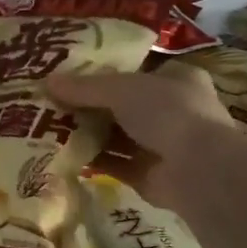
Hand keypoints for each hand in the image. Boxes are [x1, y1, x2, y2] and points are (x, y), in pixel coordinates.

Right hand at [48, 62, 242, 208]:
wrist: (199, 170)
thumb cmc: (168, 112)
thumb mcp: (121, 89)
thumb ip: (84, 87)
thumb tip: (47, 81)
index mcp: (178, 79)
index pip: (137, 71)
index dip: (106, 72)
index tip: (73, 75)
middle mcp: (174, 110)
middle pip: (124, 105)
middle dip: (92, 106)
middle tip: (54, 103)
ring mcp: (164, 145)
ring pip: (119, 137)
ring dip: (90, 134)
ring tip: (52, 128)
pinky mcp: (152, 176)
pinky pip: (117, 165)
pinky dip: (94, 160)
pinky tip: (65, 155)